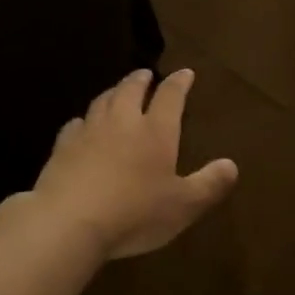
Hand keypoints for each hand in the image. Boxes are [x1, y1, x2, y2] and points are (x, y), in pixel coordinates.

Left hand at [27, 68, 238, 261]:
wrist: (68, 221)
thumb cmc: (134, 213)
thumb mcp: (183, 206)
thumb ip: (209, 184)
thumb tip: (231, 165)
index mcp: (156, 131)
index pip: (170, 96)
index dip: (179, 83)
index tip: (185, 72)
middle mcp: (122, 122)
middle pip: (130, 90)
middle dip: (141, 79)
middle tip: (145, 74)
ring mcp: (89, 132)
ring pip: (102, 101)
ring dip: (113, 92)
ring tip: (117, 91)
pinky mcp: (62, 148)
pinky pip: (75, 125)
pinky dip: (83, 120)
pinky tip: (81, 125)